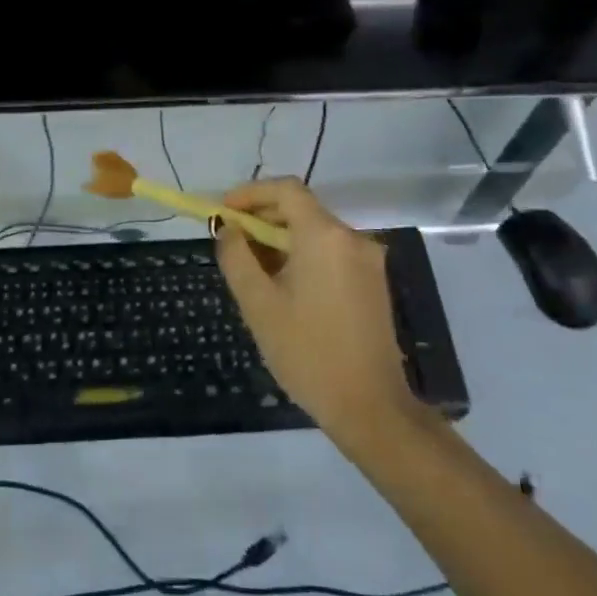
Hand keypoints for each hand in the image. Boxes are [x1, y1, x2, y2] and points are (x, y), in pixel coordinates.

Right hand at [215, 178, 414, 435]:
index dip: (250, 194)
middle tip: (230, 242)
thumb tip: (228, 229)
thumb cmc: (307, 352)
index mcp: (325, 236)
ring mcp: (368, 260)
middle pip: (302, 209)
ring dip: (280, 240)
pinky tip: (282, 285)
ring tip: (251, 269)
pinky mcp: (373, 281)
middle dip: (262, 218)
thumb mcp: (258, 304)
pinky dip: (302, 255)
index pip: (286, 190)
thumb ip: (236, 257)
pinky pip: (331, 252)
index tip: (223, 213)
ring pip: (315, 232)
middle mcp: (352, 238)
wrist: (369, 405)